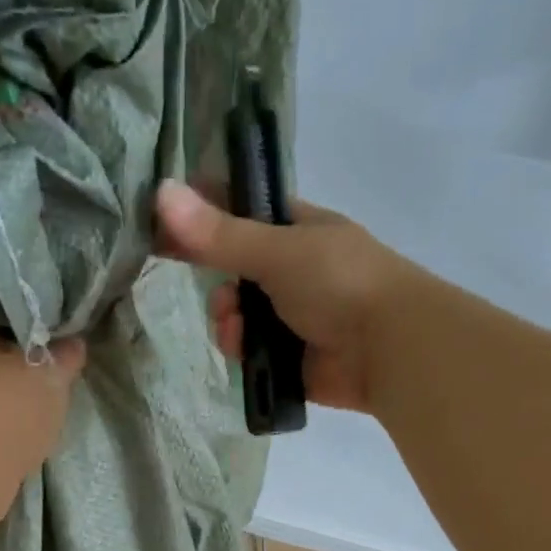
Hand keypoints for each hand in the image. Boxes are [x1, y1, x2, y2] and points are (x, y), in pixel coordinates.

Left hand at [0, 288, 85, 480]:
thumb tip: (73, 342)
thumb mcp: (50, 374)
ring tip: (40, 392)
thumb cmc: (3, 410)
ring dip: (3, 382)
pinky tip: (18, 426)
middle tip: (54, 352)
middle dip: (15, 344)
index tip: (53, 311)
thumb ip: (65, 353)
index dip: (23, 297)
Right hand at [156, 180, 424, 412]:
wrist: (389, 348)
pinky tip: (243, 350)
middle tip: (214, 286)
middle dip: (217, 280)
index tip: (167, 224)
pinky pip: (249, 351)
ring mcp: (293, 316)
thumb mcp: (277, 250)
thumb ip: (219, 233)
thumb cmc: (340, 282)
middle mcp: (294, 270)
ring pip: (237, 314)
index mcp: (298, 230)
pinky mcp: (289, 358)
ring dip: (227, 318)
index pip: (242, 212)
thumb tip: (161, 192)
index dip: (205, 215)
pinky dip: (240, 349)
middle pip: (233, 270)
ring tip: (236, 325)